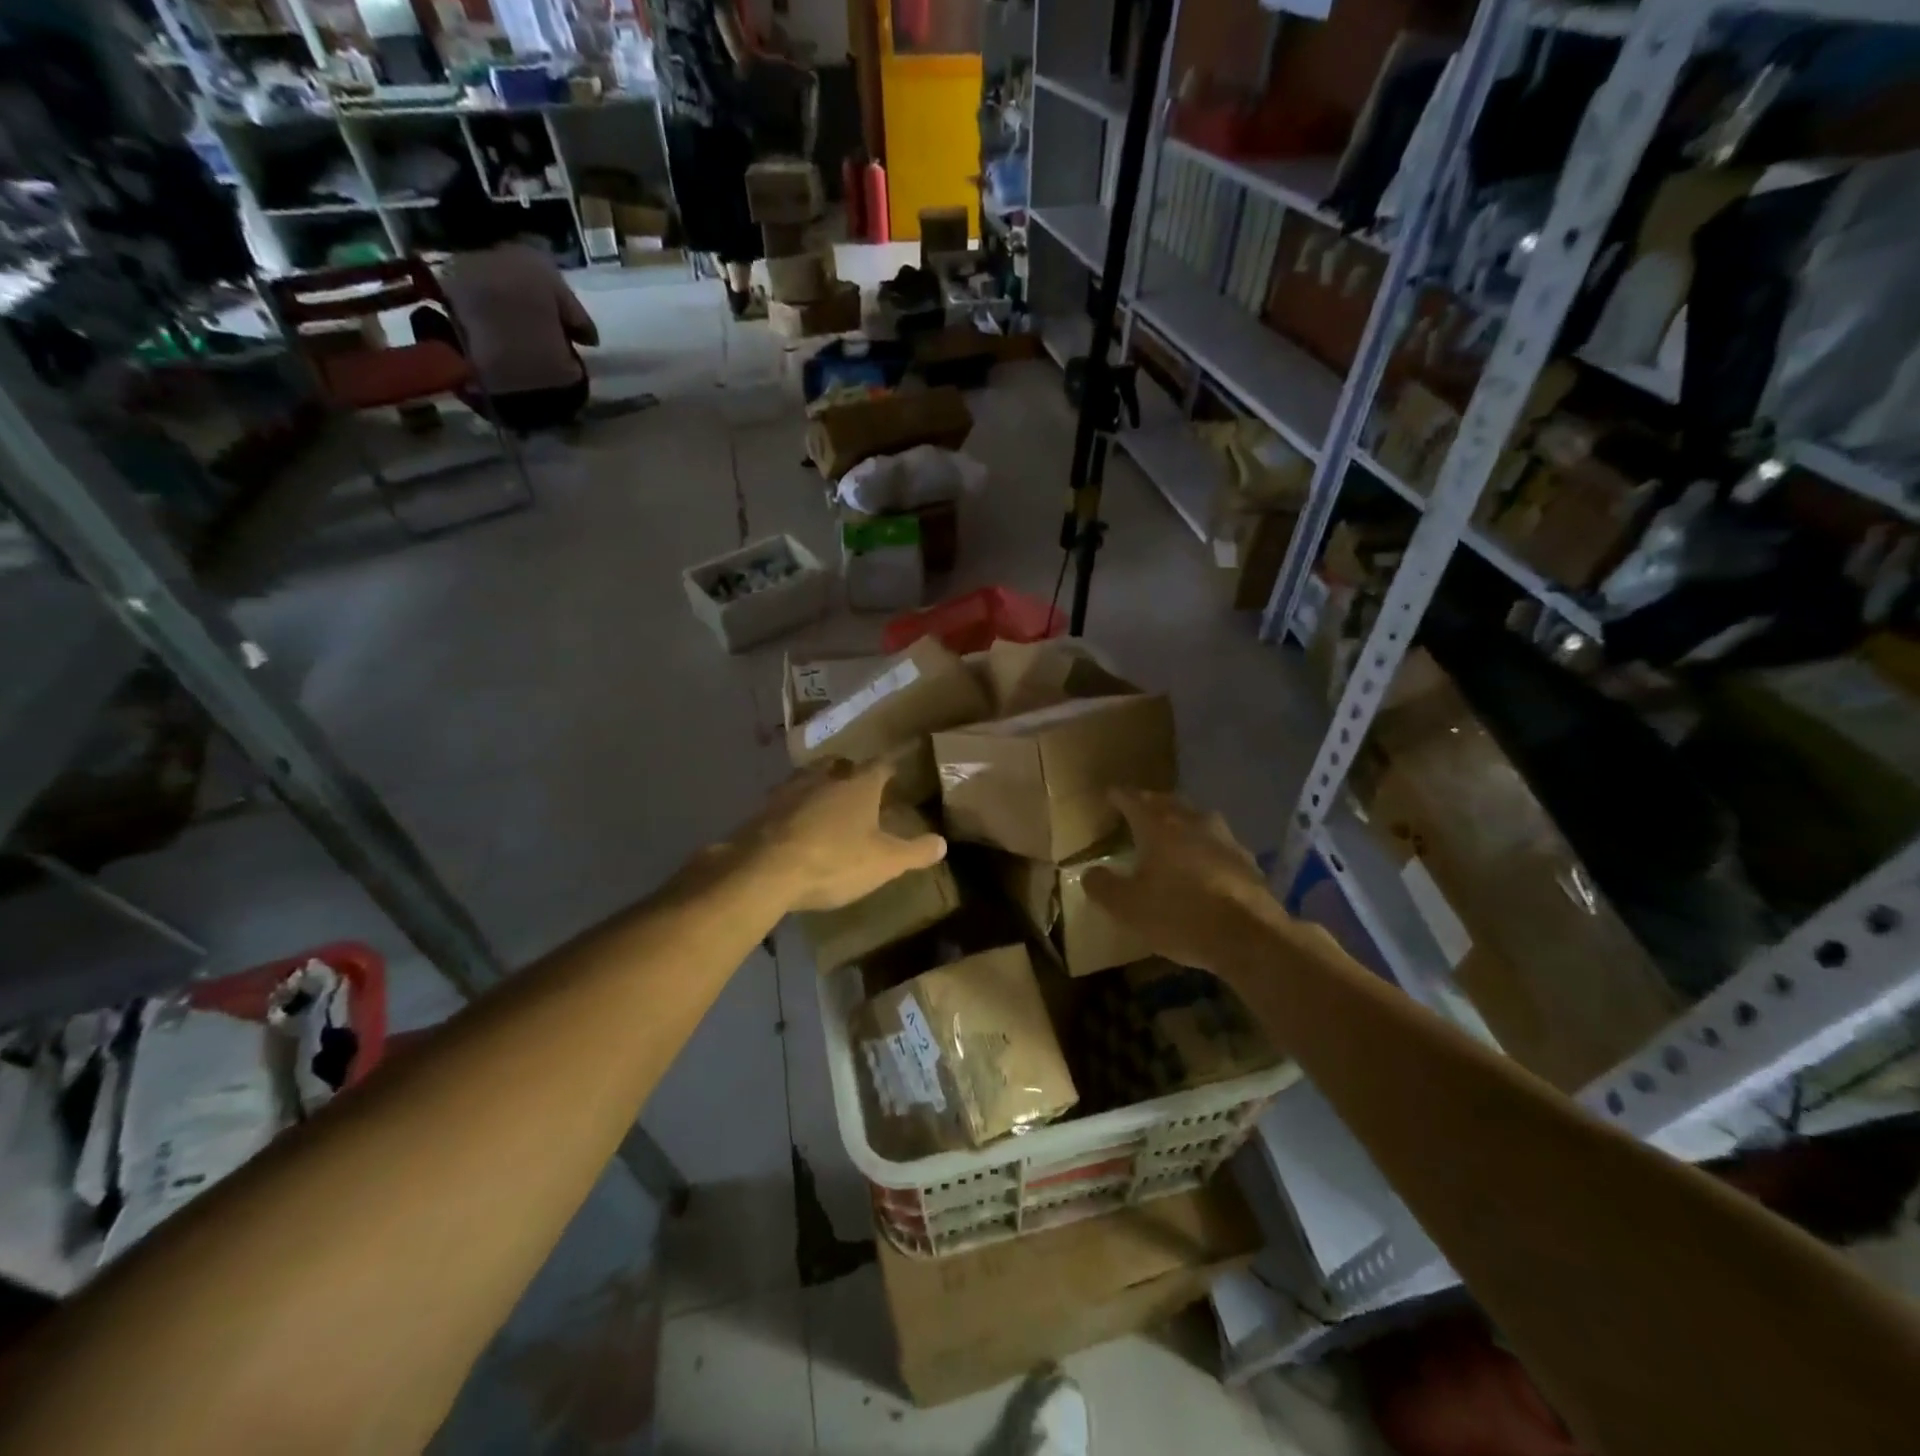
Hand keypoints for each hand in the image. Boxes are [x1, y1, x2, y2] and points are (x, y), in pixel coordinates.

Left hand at [744, 760, 946, 912]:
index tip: (895, 770)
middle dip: (849, 771)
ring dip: (818, 785)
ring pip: (808, 778)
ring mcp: (789, 791)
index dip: (889, 767)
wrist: (763, 870)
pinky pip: (784, 801)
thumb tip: (942, 843)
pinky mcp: (762, 809)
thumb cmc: (833, 860)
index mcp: (858, 785)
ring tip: (825, 800)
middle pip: (839, 764)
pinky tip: (794, 824)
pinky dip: (793, 808)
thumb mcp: (884, 862)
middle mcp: (824, 777)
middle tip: (857, 783)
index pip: (880, 766)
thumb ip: (914, 852)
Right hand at [1082, 790, 1290, 975]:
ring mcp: (1225, 838)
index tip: (1110, 795)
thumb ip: (1103, 886)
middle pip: (1167, 802)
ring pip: (1197, 819)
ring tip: (1171, 833)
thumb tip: (1090, 872)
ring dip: (1181, 822)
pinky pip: (1218, 843)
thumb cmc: (1179, 914)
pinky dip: (1205, 847)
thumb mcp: (1127, 907)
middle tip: (1138, 810)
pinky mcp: (1247, 860)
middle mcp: (1192, 822)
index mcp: (1158, 826)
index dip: (1119, 796)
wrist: (1249, 936)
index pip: (1133, 799)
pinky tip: (1204, 864)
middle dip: (1150, 804)